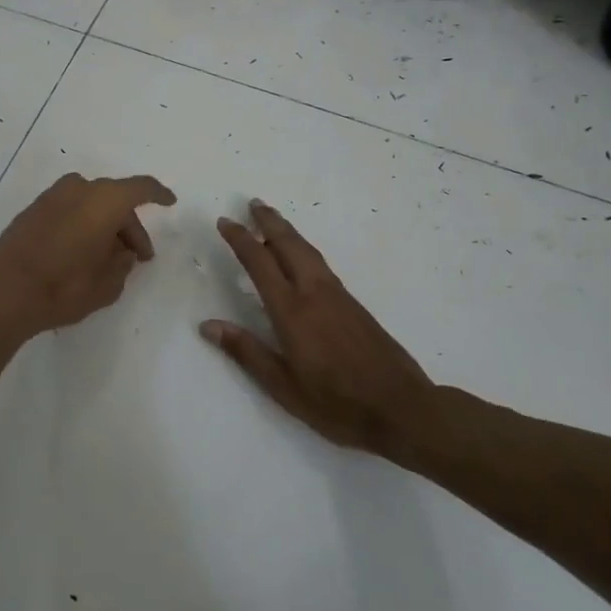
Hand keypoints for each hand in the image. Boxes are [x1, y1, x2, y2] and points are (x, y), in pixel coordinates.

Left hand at [0, 172, 177, 338]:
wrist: (4, 293)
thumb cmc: (64, 287)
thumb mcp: (108, 284)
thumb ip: (123, 262)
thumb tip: (122, 252)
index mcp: (104, 200)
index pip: (141, 188)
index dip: (158, 194)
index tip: (170, 202)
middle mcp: (78, 189)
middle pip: (115, 199)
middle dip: (129, 225)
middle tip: (137, 256)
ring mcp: (51, 197)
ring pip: (90, 203)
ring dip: (104, 223)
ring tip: (108, 256)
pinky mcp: (32, 210)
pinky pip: (69, 209)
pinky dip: (82, 223)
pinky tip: (81, 250)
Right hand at [201, 200, 437, 463]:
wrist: (401, 407)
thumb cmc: (336, 403)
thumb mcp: (283, 386)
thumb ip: (246, 352)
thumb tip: (208, 326)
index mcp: (292, 311)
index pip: (259, 263)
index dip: (240, 240)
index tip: (225, 222)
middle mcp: (314, 293)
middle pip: (288, 245)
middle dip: (268, 221)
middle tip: (252, 203)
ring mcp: (337, 295)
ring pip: (307, 250)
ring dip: (287, 231)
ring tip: (272, 219)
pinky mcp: (353, 303)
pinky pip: (320, 263)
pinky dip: (303, 248)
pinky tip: (300, 256)